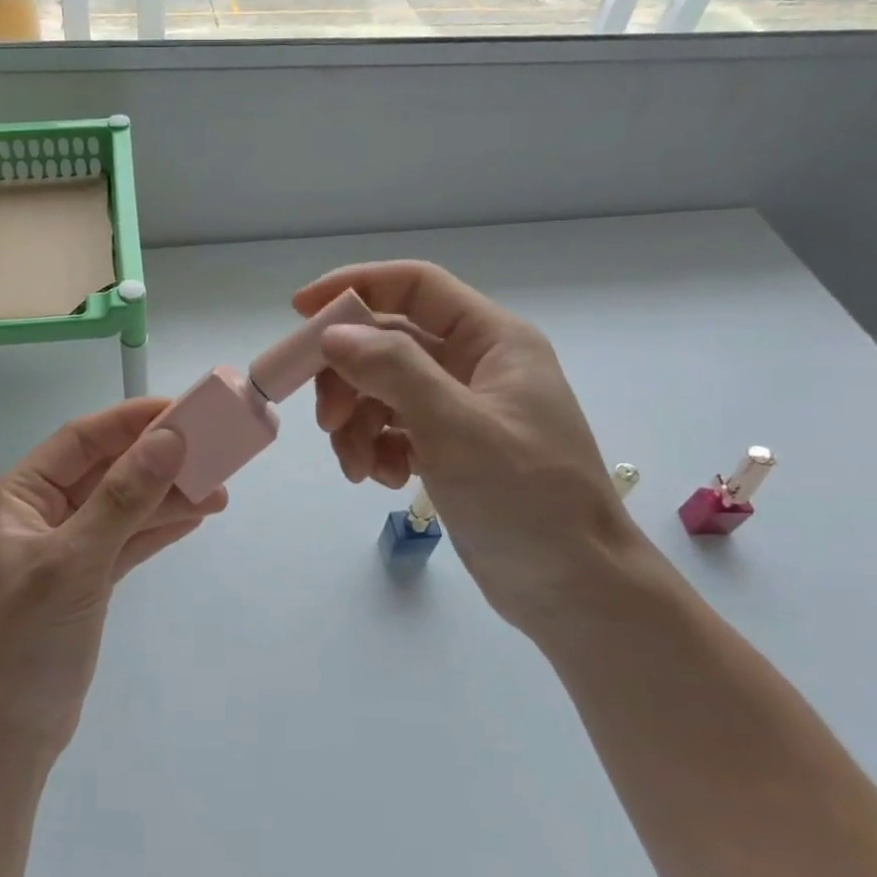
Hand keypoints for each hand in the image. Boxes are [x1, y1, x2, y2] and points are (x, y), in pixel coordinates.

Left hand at [0, 398, 227, 755]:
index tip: (182, 412)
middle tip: (213, 453)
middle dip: (158, 462)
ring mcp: (66, 548)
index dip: (131, 421)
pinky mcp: (87, 580)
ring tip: (219, 491)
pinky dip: (160, 528)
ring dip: (168, 497)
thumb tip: (170, 440)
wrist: (6, 733)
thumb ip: (123, 499)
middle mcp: (41, 514)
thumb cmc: (25, 640)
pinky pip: (128, 540)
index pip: (81, 441)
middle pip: (107, 471)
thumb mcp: (74, 562)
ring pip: (124, 507)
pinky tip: (196, 516)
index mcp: (18, 496)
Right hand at [295, 261, 639, 633]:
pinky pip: (394, 429)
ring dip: (357, 423)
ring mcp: (461, 409)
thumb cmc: (527, 499)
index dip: (355, 287)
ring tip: (358, 467)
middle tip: (328, 420)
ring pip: (383, 389)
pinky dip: (377, 449)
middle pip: (387, 343)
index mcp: (492, 340)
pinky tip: (385, 480)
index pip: (415, 286)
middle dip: (349, 377)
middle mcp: (475, 365)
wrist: (575, 590)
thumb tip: (333, 333)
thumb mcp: (457, 428)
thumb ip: (394, 371)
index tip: (301, 312)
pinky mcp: (449, 448)